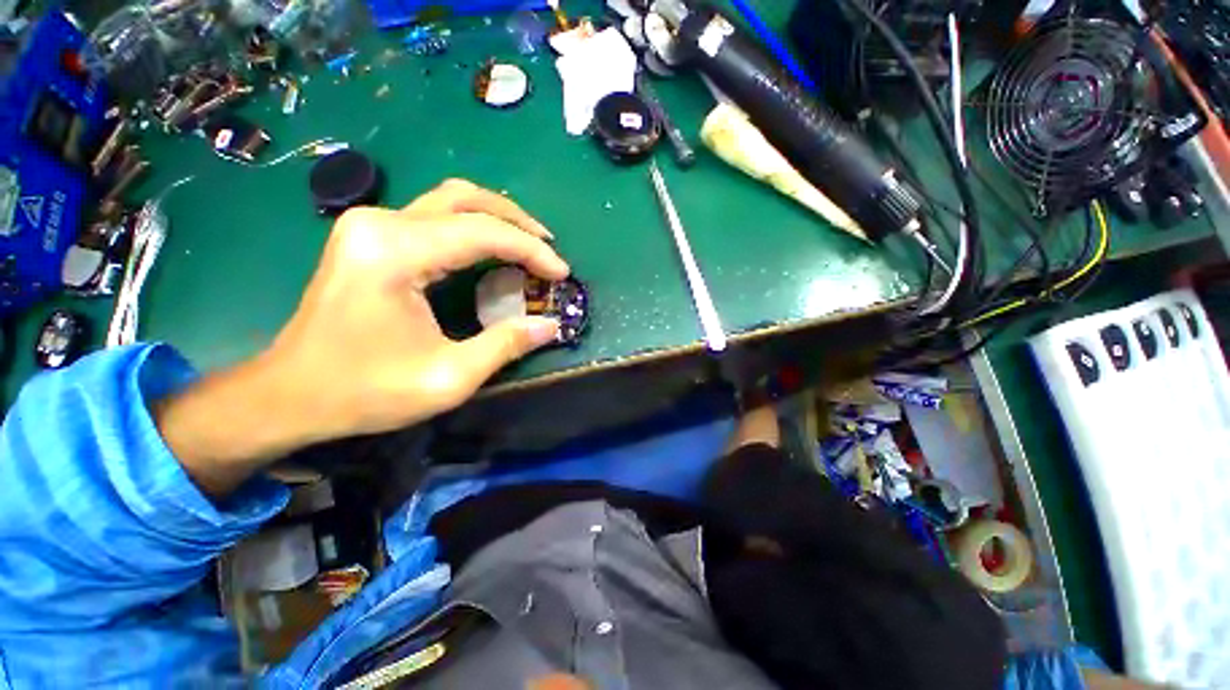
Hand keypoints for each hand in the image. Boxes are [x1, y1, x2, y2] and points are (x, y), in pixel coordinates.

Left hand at [157, 180, 568, 495]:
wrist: (291, 394)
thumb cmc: (365, 391)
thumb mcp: (448, 378)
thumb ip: (506, 346)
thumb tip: (551, 326)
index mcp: (396, 254)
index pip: (483, 233)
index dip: (532, 251)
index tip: (562, 273)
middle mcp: (380, 224)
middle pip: (466, 199)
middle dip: (518, 222)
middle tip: (549, 248)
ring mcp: (370, 224)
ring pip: (450, 199)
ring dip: (496, 218)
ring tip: (529, 244)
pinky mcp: (369, 235)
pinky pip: (434, 216)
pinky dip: (473, 227)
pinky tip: (491, 249)